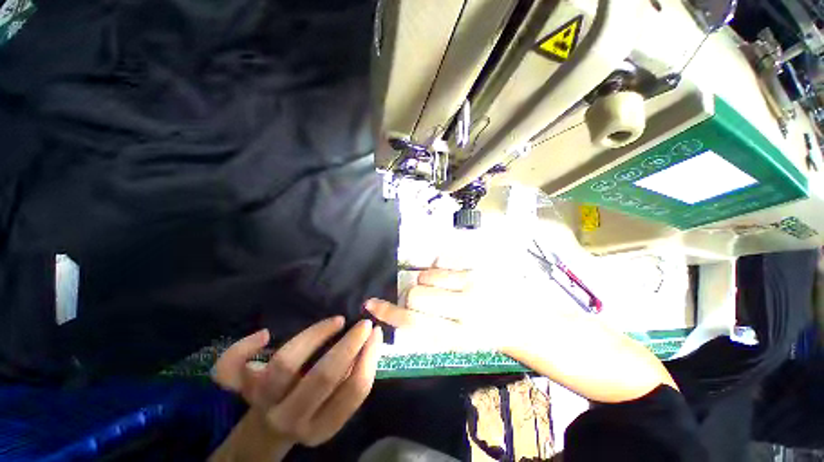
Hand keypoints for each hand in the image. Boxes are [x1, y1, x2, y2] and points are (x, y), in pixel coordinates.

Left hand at [212, 317, 382, 453]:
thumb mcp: (333, 409)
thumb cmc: (309, 414)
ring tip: (335, 321)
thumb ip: (349, 381)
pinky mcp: (243, 389)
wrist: (267, 431)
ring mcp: (264, 402)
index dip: (369, 358)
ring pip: (285, 364)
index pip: (353, 392)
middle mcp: (291, 417)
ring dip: (314, 335)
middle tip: (362, 323)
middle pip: (322, 377)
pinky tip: (265, 335)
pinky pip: (231, 370)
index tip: (376, 333)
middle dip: (348, 345)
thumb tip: (368, 343)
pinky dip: (242, 349)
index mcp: (321, 426)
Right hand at [366, 267, 544, 349]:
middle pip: (415, 295)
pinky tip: (452, 275)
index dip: (388, 313)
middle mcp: (466, 308)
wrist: (526, 318)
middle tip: (425, 299)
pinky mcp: (480, 265)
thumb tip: (402, 310)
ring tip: (443, 287)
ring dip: (427, 281)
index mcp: (459, 335)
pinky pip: (442, 260)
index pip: (412, 322)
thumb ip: (429, 328)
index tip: (372, 304)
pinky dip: (439, 267)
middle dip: (412, 296)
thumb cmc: (490, 334)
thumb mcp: (460, 343)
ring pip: (427, 274)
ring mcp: (474, 282)